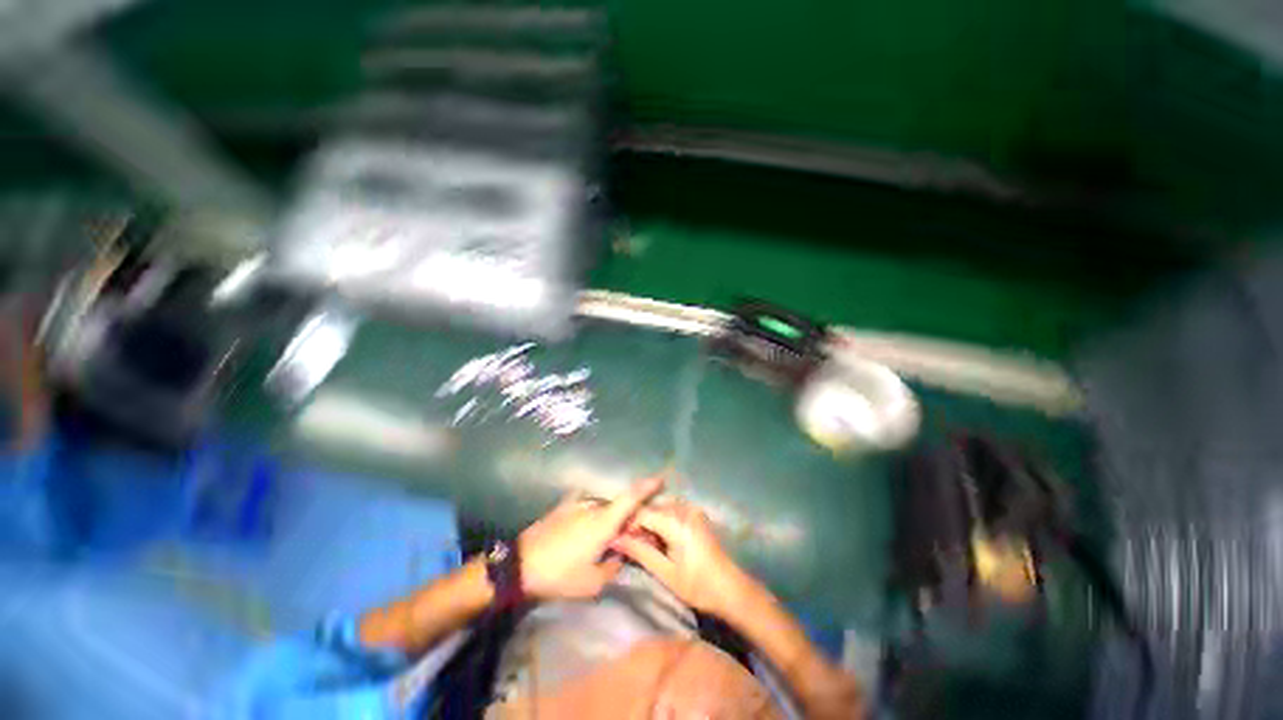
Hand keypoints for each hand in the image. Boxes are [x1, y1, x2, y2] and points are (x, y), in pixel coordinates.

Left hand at [518, 476, 664, 600]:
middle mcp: (592, 506)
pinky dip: (593, 515)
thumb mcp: (591, 583)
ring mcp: (576, 504)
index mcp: (603, 521)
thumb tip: (619, 555)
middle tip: (630, 532)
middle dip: (628, 514)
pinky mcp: (563, 507)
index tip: (661, 478)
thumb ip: (612, 566)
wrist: (519, 565)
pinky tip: (585, 532)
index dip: (647, 486)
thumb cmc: (559, 575)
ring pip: (601, 507)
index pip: (630, 498)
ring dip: (609, 517)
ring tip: (606, 536)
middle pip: (618, 504)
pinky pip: (586, 507)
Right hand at [609, 501, 749, 615]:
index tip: (618, 541)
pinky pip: (671, 512)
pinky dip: (662, 523)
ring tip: (644, 545)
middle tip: (630, 546)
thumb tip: (615, 541)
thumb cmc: (698, 586)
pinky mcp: (696, 515)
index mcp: (676, 521)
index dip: (627, 525)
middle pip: (651, 508)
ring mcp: (692, 510)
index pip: (642, 512)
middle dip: (638, 524)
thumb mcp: (665, 572)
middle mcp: (684, 508)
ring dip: (650, 523)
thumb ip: (639, 552)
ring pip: (660, 509)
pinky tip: (660, 541)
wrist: (732, 590)